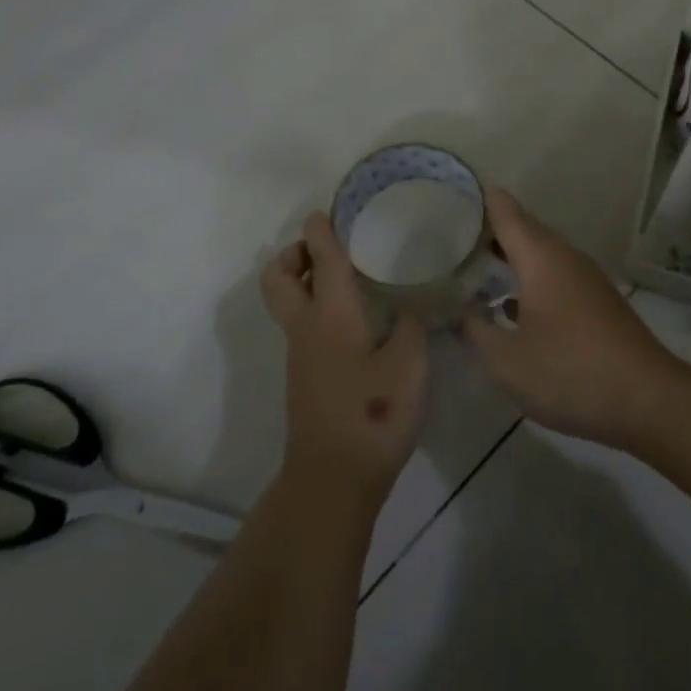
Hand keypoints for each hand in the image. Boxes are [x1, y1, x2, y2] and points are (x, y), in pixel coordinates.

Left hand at [262, 213, 428, 508]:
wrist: (334, 478)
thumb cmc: (374, 413)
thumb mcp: (410, 363)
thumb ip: (412, 325)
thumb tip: (408, 308)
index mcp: (330, 314)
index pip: (322, 260)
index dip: (321, 232)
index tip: (323, 212)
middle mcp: (306, 327)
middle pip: (278, 279)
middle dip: (294, 255)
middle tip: (325, 250)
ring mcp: (300, 355)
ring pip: (289, 303)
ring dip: (306, 281)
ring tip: (349, 279)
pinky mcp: (306, 377)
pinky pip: (303, 326)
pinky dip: (317, 308)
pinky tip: (356, 321)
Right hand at [461, 189, 687, 449]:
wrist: (649, 401)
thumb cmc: (570, 373)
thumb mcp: (506, 361)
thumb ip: (474, 330)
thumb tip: (454, 310)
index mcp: (540, 257)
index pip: (503, 210)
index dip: (476, 198)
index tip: (444, 196)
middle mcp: (564, 257)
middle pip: (521, 229)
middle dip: (485, 231)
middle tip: (443, 238)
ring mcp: (584, 278)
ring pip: (538, 254)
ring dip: (506, 258)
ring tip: (468, 269)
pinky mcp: (595, 301)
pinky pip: (552, 276)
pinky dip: (526, 280)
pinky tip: (506, 305)